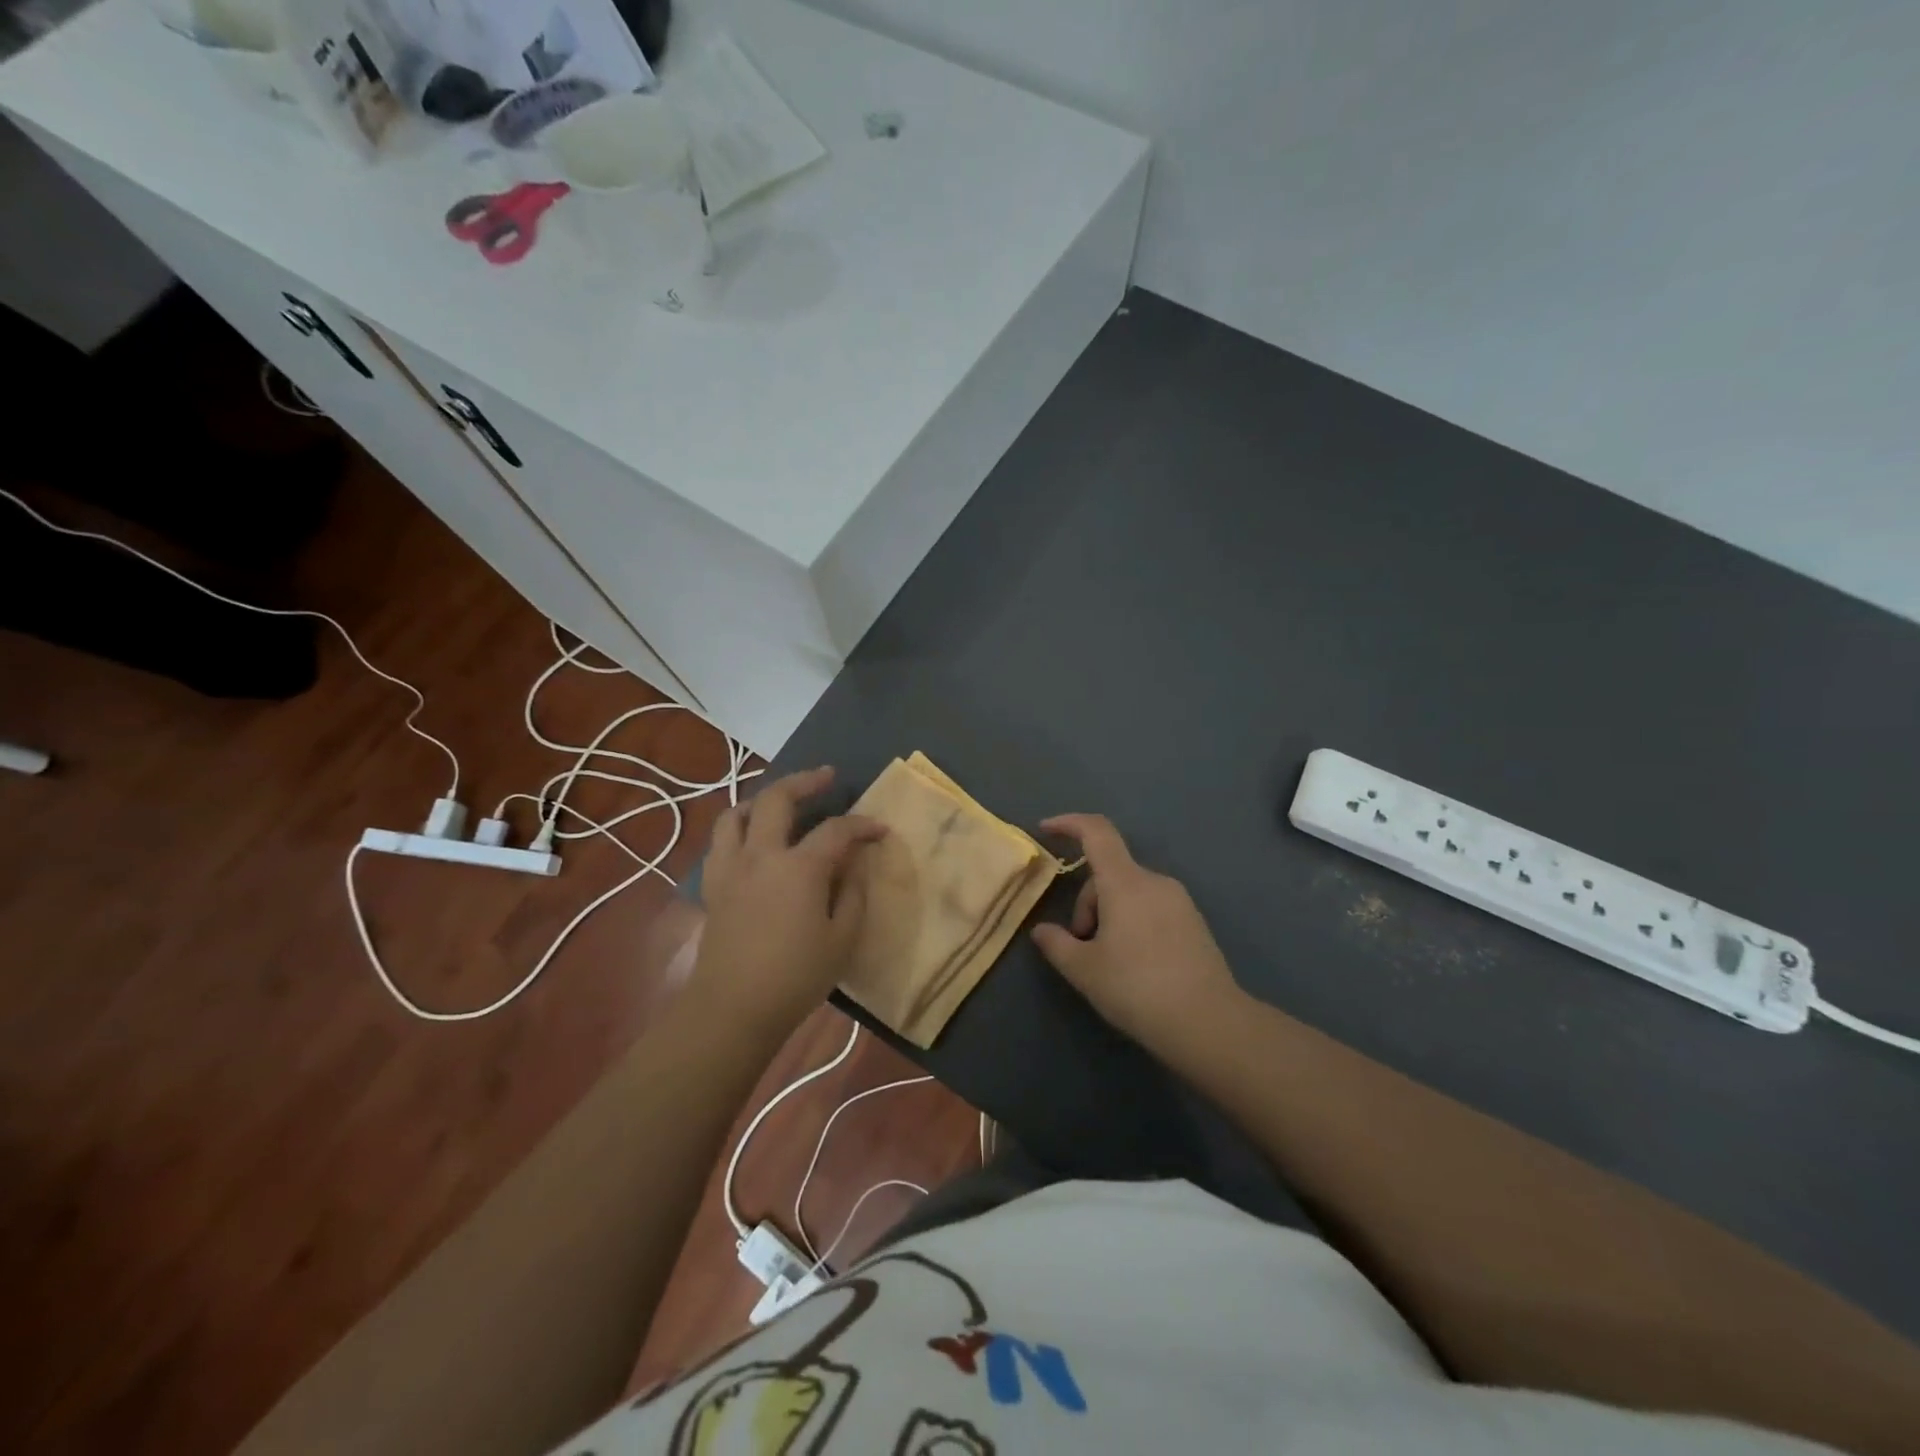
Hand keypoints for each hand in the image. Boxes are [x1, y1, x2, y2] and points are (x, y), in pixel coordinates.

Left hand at [693, 767, 885, 1036]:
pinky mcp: (714, 886)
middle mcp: (761, 854)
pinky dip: (739, 829)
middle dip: (805, 781)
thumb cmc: (795, 977)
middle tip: (826, 777)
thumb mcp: (842, 939)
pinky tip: (753, 843)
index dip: (862, 825)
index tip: (880, 830)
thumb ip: (852, 894)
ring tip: (780, 803)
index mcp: (799, 867)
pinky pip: (721, 842)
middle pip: (777, 798)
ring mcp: (731, 868)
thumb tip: (853, 865)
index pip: (836, 830)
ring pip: (736, 813)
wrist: (732, 1009)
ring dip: (761, 800)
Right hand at [1031, 814, 1243, 1063]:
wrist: (1209, 1023)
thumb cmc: (1137, 989)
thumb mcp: (1084, 970)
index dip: (1069, 823)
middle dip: (1087, 904)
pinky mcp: (1194, 923)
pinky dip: (1132, 923)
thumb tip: (1042, 930)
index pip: (1096, 832)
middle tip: (1081, 947)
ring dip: (1109, 916)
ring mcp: (1179, 901)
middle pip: (1109, 874)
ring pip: (1129, 893)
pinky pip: (1151, 908)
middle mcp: (1154, 882)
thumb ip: (1056, 944)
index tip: (1046, 830)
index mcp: (1125, 883)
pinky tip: (1134, 965)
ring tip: (1107, 962)